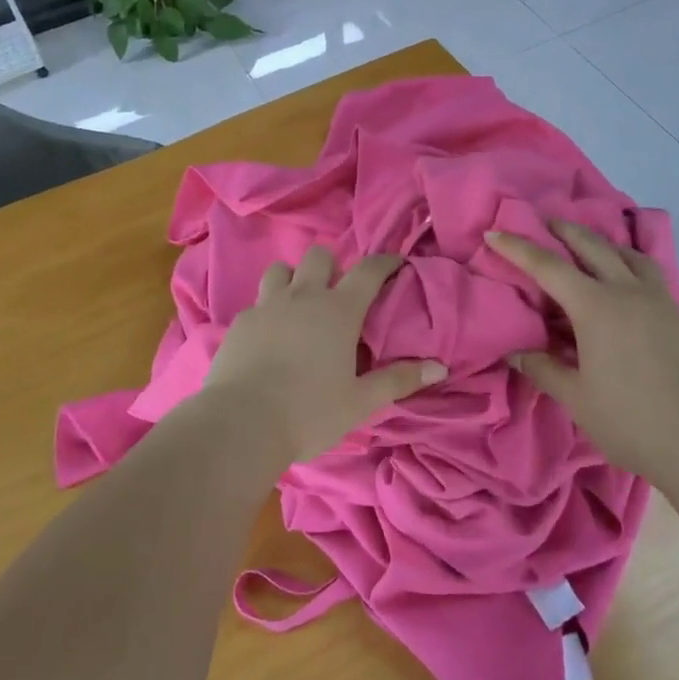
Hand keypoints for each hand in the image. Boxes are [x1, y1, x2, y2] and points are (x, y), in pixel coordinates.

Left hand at [200, 247, 446, 466]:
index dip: (385, 261)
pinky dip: (268, 310)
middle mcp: (302, 296)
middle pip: (318, 256)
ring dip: (293, 279)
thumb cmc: (310, 411)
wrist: (242, 423)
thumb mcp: (361, 401)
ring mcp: (267, 306)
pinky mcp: (239, 322)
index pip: (368, 271)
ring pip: (280, 270)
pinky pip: (257, 302)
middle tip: (337, 293)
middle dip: (331, 266)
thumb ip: (399, 379)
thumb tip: (439, 367)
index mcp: (338, 310)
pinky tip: (270, 336)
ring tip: (298, 305)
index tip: (395, 262)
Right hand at [485, 221, 678, 474]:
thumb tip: (514, 351)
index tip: (494, 232)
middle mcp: (627, 291)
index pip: (548, 266)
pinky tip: (622, 279)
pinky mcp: (678, 314)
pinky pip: (648, 272)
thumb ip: (542, 367)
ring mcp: (658, 299)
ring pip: (626, 253)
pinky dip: (627, 262)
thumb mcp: (575, 397)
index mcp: (596, 307)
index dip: (518, 248)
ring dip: (600, 242)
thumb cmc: (630, 420)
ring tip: (584, 245)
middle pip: (590, 245)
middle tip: (540, 221)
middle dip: (561, 229)